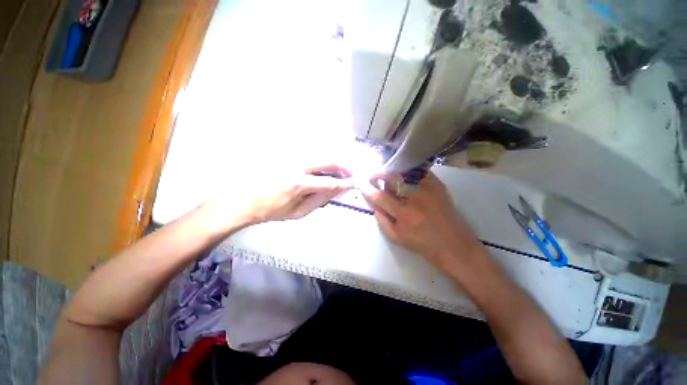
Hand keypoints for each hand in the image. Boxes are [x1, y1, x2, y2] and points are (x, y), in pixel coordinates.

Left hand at [205, 164, 352, 229]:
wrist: (245, 200)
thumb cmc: (272, 210)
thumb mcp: (298, 212)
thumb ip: (320, 200)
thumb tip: (337, 190)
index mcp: (298, 184)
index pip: (329, 182)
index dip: (345, 183)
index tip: (355, 183)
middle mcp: (296, 166)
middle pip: (328, 160)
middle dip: (343, 166)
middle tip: (350, 174)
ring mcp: (291, 158)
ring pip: (320, 154)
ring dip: (334, 162)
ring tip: (339, 172)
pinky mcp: (286, 154)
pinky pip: (310, 154)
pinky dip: (321, 160)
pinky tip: (323, 168)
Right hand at [361, 172, 480, 270]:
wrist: (454, 246)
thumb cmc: (423, 245)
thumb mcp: (397, 238)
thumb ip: (382, 220)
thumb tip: (374, 205)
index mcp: (404, 214)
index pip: (380, 196)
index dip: (367, 189)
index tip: (361, 184)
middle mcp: (416, 198)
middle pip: (392, 177)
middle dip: (378, 174)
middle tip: (372, 177)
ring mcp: (429, 189)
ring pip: (405, 171)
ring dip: (392, 173)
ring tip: (389, 179)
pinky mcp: (439, 185)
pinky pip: (420, 171)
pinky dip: (408, 172)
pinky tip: (405, 177)